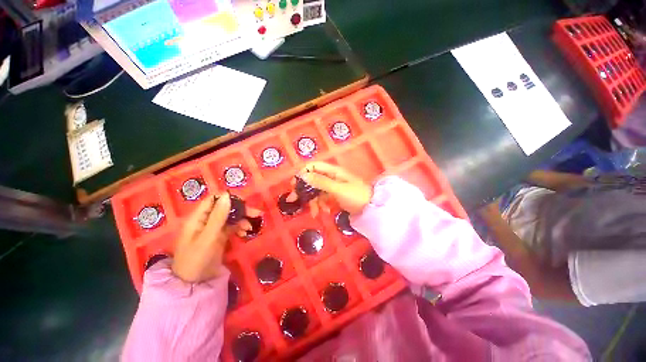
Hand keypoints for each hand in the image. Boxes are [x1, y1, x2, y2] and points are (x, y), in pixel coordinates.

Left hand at [172, 193, 260, 282]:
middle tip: (257, 214)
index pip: (214, 199)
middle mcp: (205, 220)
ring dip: (242, 220)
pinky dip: (240, 228)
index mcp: (198, 218)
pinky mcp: (219, 236)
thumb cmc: (197, 259)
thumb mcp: (209, 237)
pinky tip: (245, 234)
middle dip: (241, 210)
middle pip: (225, 208)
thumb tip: (227, 195)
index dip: (229, 198)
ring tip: (250, 229)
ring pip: (230, 217)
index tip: (245, 202)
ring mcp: (213, 229)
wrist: (194, 284)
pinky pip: (232, 227)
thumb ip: (218, 216)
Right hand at [287, 162, 372, 215]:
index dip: (302, 173)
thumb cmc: (356, 195)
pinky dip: (321, 205)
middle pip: (312, 180)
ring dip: (313, 202)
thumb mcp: (338, 189)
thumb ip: (321, 182)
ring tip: (314, 213)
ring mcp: (332, 187)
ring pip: (316, 191)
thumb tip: (303, 175)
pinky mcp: (334, 196)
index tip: (294, 184)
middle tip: (293, 200)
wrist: (371, 208)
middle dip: (304, 190)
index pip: (313, 167)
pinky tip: (325, 212)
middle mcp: (331, 177)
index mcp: (332, 171)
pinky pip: (323, 199)